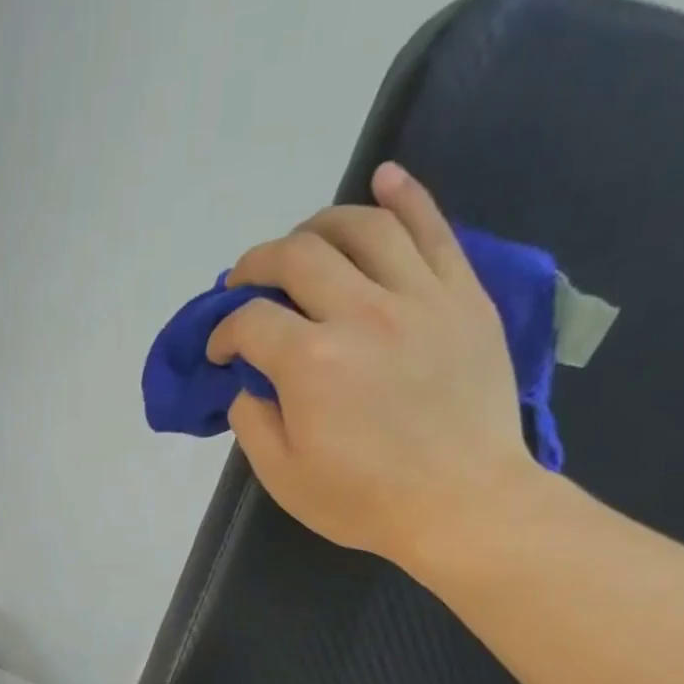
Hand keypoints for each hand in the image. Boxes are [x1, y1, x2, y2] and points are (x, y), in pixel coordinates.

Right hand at [209, 162, 540, 565]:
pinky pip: (432, 226)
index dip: (223, 332)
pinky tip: (382, 180)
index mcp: (310, 362)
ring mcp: (418, 296)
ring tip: (303, 242)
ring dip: (319, 225)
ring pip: (362, 226)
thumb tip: (248, 385)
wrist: (462, 503)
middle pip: (298, 255)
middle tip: (245, 283)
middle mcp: (360, 312)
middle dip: (257, 263)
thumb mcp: (285, 479)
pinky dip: (403, 195)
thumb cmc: (365, 501)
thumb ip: (253, 425)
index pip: (250, 321)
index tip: (220, 353)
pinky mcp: (461, 295)